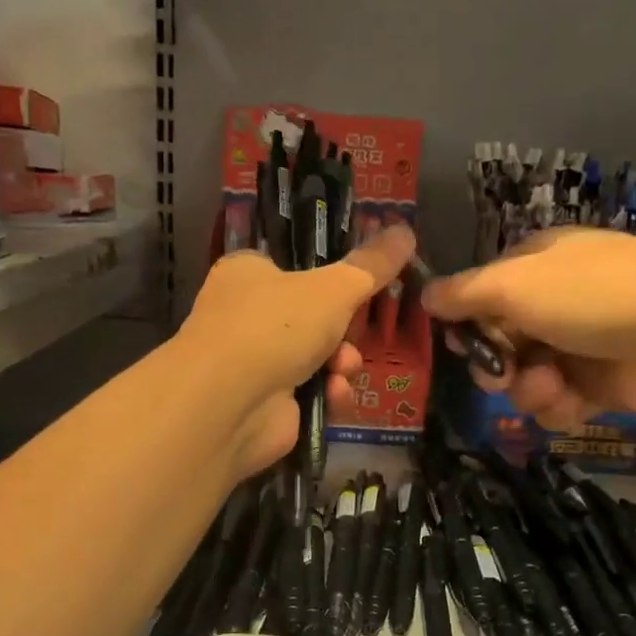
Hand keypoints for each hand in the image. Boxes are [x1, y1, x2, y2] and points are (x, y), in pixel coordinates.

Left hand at [178, 223, 416, 475]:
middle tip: (355, 332)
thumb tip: (406, 231)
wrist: (229, 404)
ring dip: (341, 363)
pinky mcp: (266, 404)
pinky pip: (311, 393)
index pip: (293, 266)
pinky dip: (327, 394)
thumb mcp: (334, 287)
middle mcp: (246, 315)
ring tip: (341, 369)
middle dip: (344, 331)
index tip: (364, 285)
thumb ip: (372, 265)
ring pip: (318, 357)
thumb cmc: (274, 326)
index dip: (331, 277)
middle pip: (314, 316)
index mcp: (248, 273)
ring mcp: (254, 363)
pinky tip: (332, 396)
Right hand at [423, 229, 635, 429]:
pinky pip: (557, 400)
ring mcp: (580, 342)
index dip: (466, 320)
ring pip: (525, 376)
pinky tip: (573, 402)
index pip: (484, 291)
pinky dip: (559, 405)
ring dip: (528, 388)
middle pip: (500, 340)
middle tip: (501, 375)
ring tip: (550, 388)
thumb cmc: (594, 297)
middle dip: (495, 363)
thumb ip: (464, 293)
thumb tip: (424, 294)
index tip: (457, 342)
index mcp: (540, 262)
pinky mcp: (601, 383)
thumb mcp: (516, 285)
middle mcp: (557, 300)